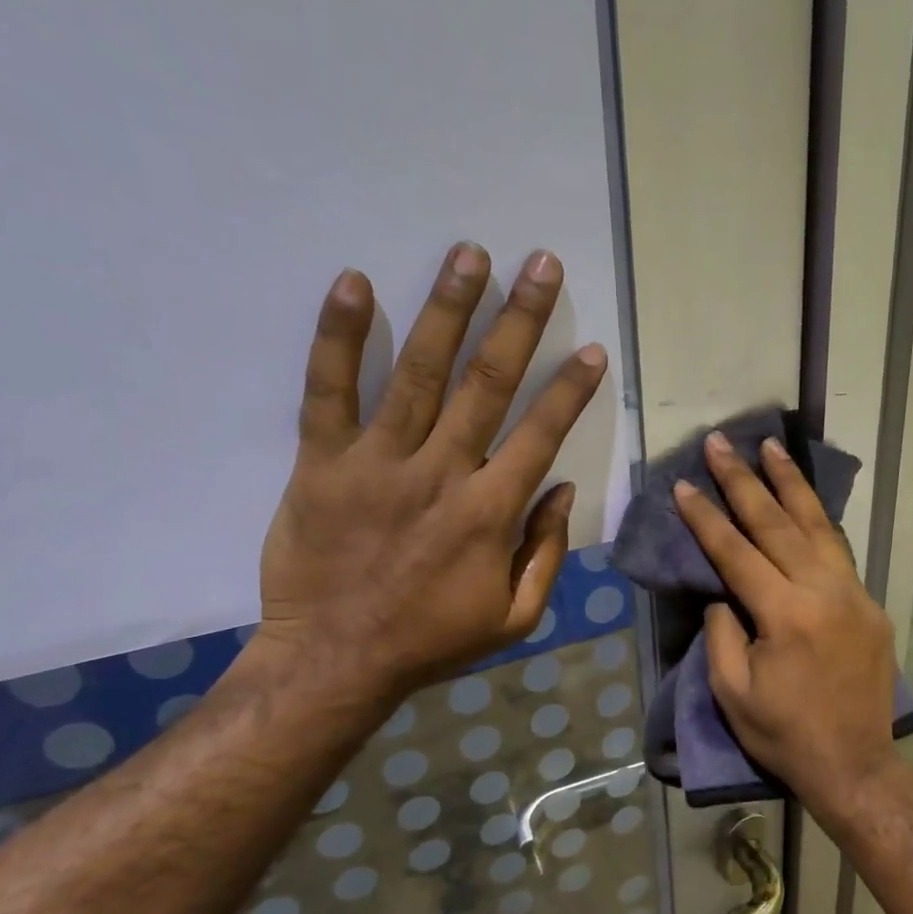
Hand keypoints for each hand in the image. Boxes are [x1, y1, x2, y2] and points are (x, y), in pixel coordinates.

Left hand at [252, 242, 605, 697]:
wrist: (335, 659)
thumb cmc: (433, 640)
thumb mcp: (515, 616)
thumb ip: (545, 552)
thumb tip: (561, 489)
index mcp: (490, 513)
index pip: (541, 434)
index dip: (570, 389)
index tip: (591, 349)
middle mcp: (441, 473)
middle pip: (487, 384)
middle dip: (521, 321)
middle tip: (542, 265)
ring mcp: (377, 462)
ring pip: (419, 373)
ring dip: (449, 308)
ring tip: (471, 254)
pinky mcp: (321, 462)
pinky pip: (328, 390)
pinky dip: (340, 336)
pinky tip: (356, 283)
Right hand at [673, 432, 900, 814]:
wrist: (854, 763)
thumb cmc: (784, 735)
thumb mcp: (733, 693)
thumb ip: (722, 634)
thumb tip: (723, 594)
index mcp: (785, 614)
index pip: (737, 552)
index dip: (707, 517)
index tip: (685, 484)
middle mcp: (823, 592)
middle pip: (778, 524)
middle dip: (745, 480)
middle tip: (722, 442)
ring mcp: (853, 595)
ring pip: (819, 526)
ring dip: (792, 484)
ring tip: (772, 447)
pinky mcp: (869, 606)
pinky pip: (840, 552)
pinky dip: (819, 521)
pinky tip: (805, 502)